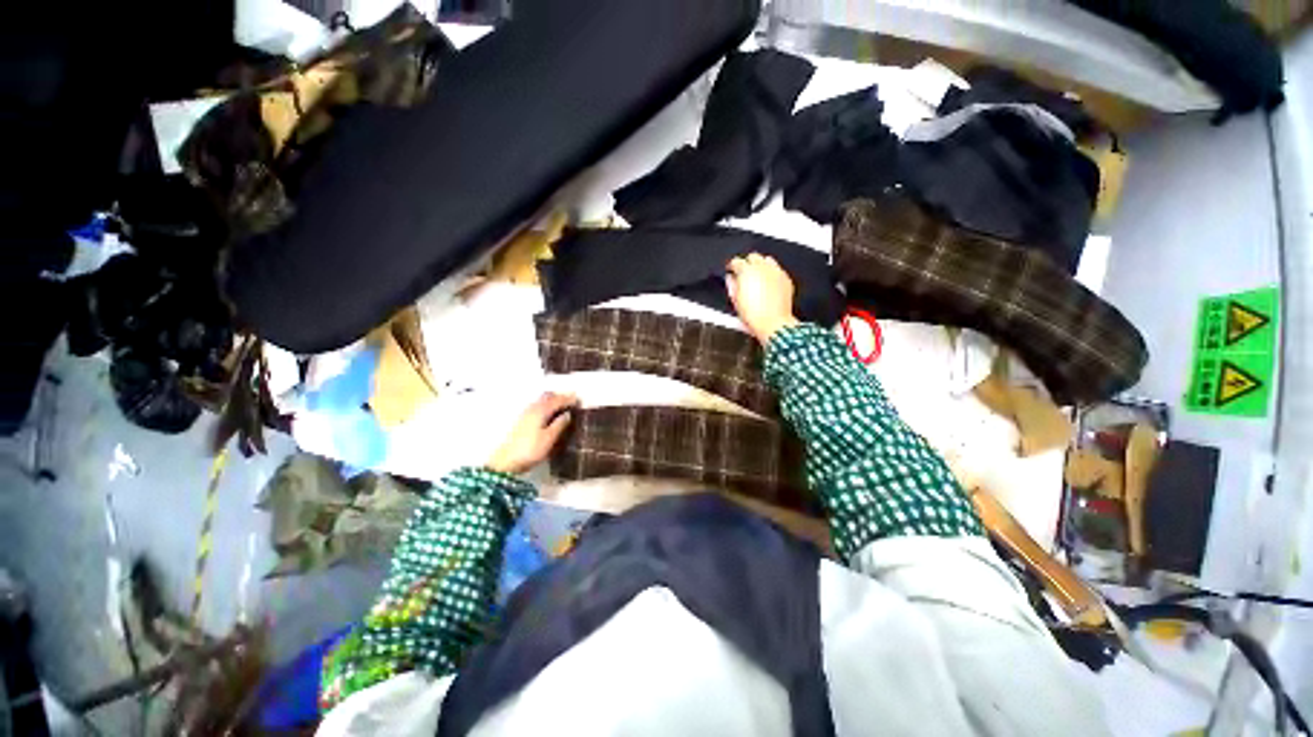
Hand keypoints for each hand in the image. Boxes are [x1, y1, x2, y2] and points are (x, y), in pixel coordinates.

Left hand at [487, 392, 578, 474]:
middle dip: (560, 397)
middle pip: (548, 397)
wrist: (505, 463)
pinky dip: (546, 406)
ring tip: (563, 407)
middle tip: (572, 401)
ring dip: (553, 401)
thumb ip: (559, 424)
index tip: (579, 400)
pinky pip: (537, 406)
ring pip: (542, 401)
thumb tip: (568, 414)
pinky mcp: (522, 421)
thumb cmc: (530, 450)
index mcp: (541, 411)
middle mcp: (532, 408)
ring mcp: (525, 414)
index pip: (557, 400)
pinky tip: (550, 414)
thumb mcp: (549, 439)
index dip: (569, 399)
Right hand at [726, 253, 798, 344]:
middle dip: (747, 263)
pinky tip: (768, 283)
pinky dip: (772, 273)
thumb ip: (732, 285)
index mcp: (747, 271)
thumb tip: (730, 278)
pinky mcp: (786, 279)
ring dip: (761, 265)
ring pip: (767, 260)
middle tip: (744, 274)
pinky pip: (777, 270)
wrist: (773, 324)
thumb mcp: (735, 301)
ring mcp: (776, 272)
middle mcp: (763, 267)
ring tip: (757, 276)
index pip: (737, 261)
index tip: (731, 271)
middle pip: (753, 257)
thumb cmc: (753, 315)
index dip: (732, 266)